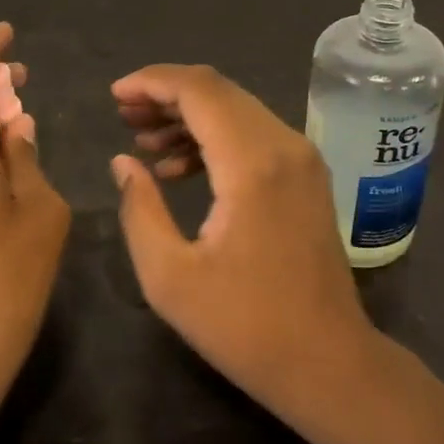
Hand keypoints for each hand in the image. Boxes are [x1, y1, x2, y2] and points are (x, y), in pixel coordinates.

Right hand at [110, 64, 377, 414]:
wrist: (328, 362)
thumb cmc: (244, 326)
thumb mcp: (169, 277)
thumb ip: (139, 209)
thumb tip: (124, 162)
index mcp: (252, 164)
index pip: (199, 90)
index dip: (152, 82)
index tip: (115, 94)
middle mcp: (284, 146)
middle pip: (219, 91)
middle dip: (166, 95)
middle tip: (123, 115)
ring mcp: (303, 159)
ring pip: (238, 110)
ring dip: (189, 116)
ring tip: (143, 142)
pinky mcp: (308, 177)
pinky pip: (254, 135)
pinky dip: (215, 139)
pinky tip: (179, 169)